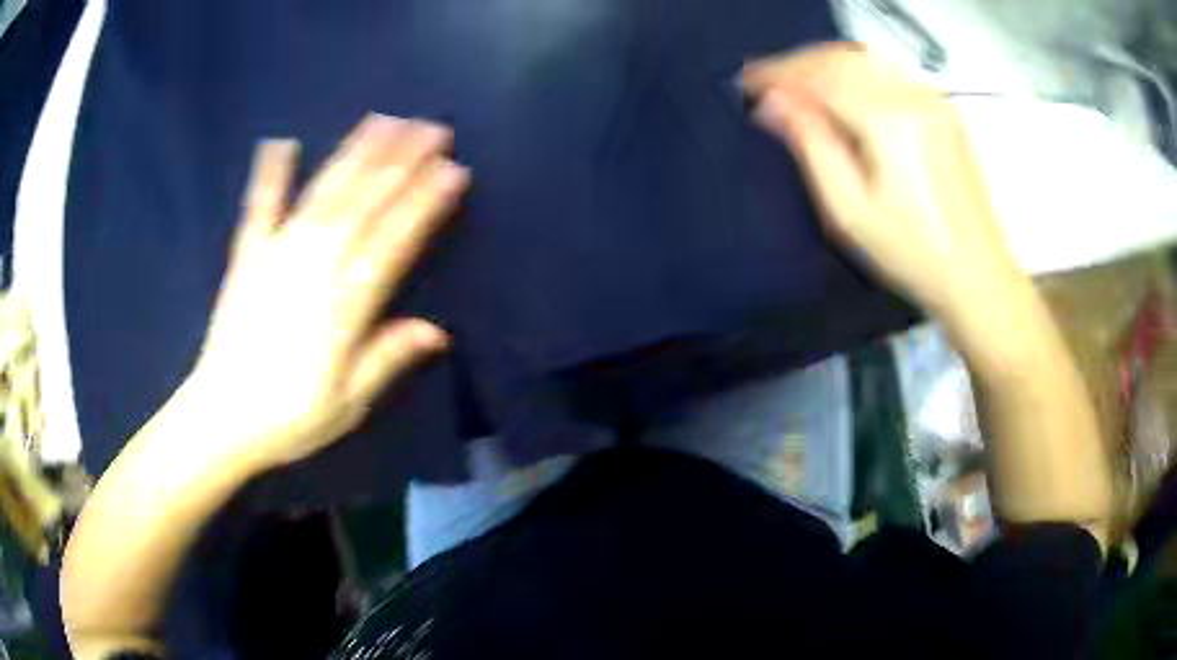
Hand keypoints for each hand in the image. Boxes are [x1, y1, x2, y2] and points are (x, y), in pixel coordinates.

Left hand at [188, 115, 468, 469]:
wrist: (220, 419)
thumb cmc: (288, 418)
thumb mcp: (347, 403)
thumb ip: (387, 359)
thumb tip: (438, 331)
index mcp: (341, 308)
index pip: (391, 244)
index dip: (423, 205)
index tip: (453, 171)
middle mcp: (311, 270)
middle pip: (361, 206)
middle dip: (399, 162)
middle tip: (431, 127)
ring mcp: (275, 257)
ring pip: (321, 195)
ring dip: (354, 154)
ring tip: (383, 120)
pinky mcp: (246, 258)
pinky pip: (258, 209)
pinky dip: (269, 174)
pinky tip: (282, 141)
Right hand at [743, 43, 1028, 335]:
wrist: (978, 274)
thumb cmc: (913, 254)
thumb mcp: (850, 211)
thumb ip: (811, 146)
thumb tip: (773, 105)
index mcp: (889, 121)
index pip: (820, 77)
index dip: (778, 74)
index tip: (747, 81)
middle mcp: (912, 97)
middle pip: (841, 58)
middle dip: (798, 64)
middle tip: (766, 81)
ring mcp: (932, 100)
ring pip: (865, 58)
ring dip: (824, 62)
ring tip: (797, 81)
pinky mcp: (944, 110)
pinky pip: (889, 70)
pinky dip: (855, 69)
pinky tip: (841, 86)